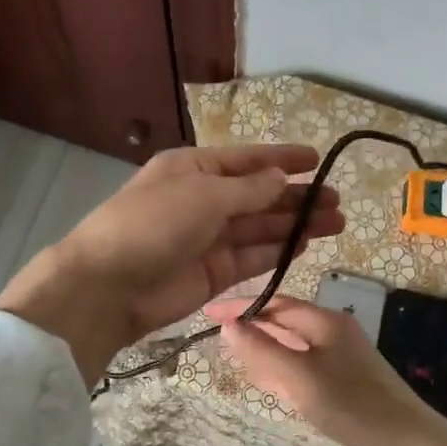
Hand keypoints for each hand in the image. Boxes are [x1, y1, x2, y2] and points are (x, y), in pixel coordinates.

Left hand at [0, 146, 342, 384]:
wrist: (108, 287)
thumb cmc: (153, 224)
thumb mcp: (204, 196)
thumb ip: (248, 190)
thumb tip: (281, 178)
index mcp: (192, 170)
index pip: (246, 160)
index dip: (282, 159)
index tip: (317, 159)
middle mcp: (202, 200)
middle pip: (258, 196)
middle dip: (296, 197)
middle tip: (338, 201)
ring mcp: (207, 239)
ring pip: (260, 228)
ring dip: (295, 224)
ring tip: (336, 222)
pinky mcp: (212, 273)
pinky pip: (252, 257)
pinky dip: (278, 251)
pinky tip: (307, 244)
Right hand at [212, 293, 446, 445]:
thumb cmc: (353, 407)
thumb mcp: (300, 378)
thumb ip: (263, 352)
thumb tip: (228, 325)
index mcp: (326, 322)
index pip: (276, 304)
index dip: (242, 307)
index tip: (208, 314)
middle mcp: (334, 334)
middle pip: (285, 323)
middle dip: (252, 328)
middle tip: (217, 341)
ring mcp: (342, 360)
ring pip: (293, 347)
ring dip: (265, 350)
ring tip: (235, 359)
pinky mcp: (345, 386)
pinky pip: (304, 369)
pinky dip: (282, 371)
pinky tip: (270, 385)